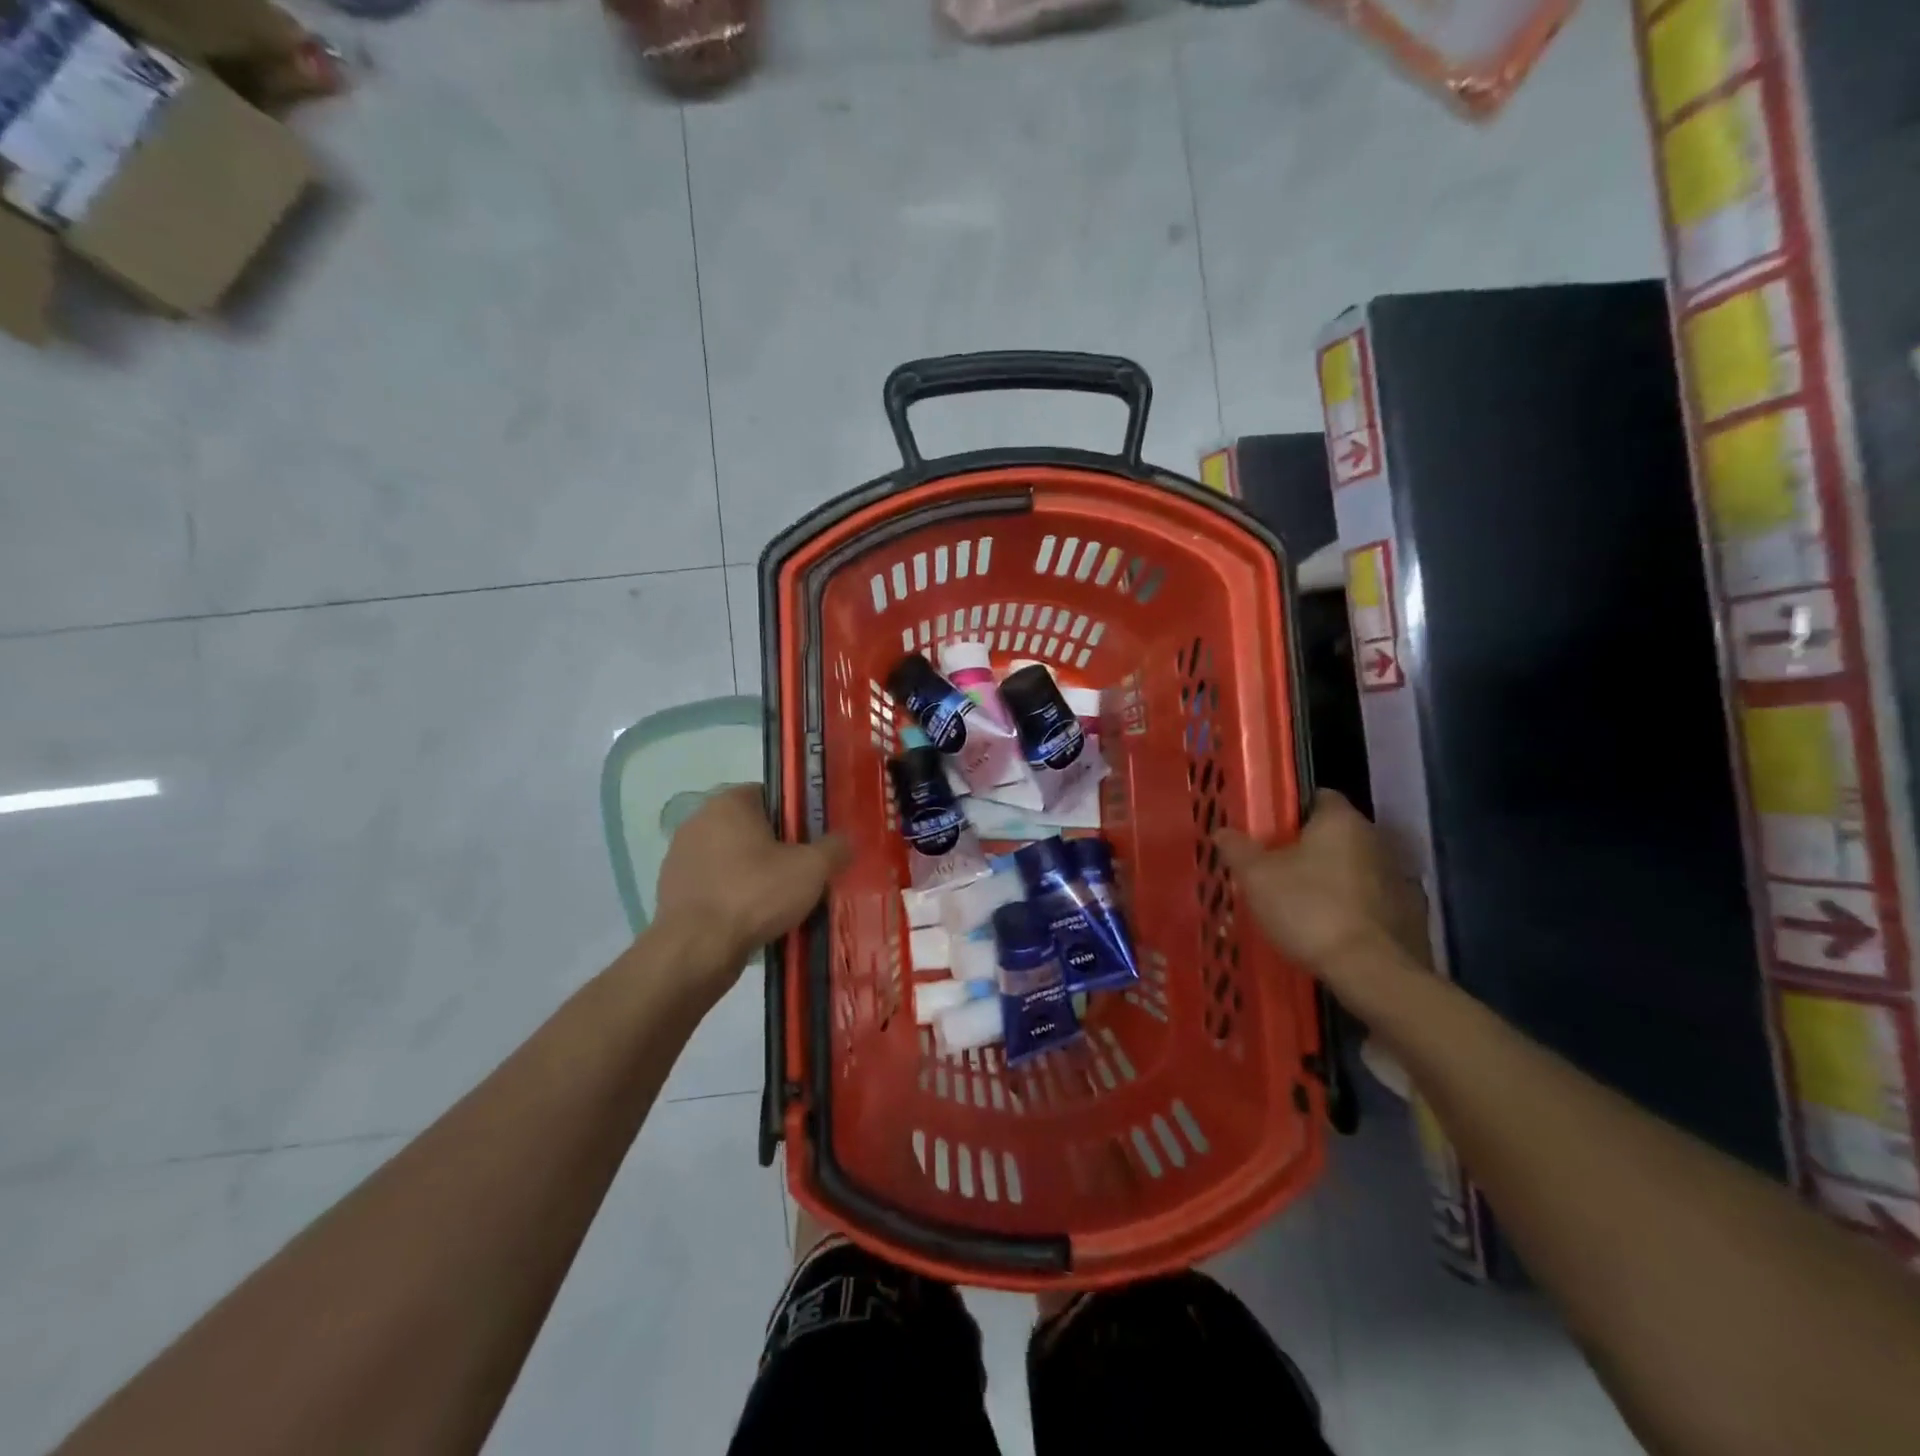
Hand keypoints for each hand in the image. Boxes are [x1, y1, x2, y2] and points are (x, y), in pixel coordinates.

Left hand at [652, 785, 848, 995]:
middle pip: (751, 828)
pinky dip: (732, 897)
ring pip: (731, 859)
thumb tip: (846, 841)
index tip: (812, 843)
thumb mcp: (811, 869)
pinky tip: (751, 920)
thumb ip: (835, 848)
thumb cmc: (755, 894)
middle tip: (802, 874)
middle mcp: (699, 820)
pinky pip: (714, 886)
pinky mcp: (672, 890)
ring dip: (753, 874)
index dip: (796, 817)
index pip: (771, 795)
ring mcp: (680, 856)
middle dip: (776, 848)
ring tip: (780, 904)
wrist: (696, 950)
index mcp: (729, 803)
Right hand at [1215, 790, 1428, 985]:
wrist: (1372, 972)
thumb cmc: (1309, 910)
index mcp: (1341, 821)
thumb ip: (1238, 849)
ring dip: (1338, 880)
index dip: (1294, 812)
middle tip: (1281, 871)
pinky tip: (1336, 931)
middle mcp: (1377, 840)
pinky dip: (1358, 910)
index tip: (1272, 833)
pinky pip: (1376, 902)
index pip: (1319, 797)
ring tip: (1307, 905)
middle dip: (1313, 849)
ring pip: (1359, 869)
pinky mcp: (1412, 915)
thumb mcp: (1257, 878)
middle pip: (1339, 835)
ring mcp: (1400, 878)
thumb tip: (1222, 831)